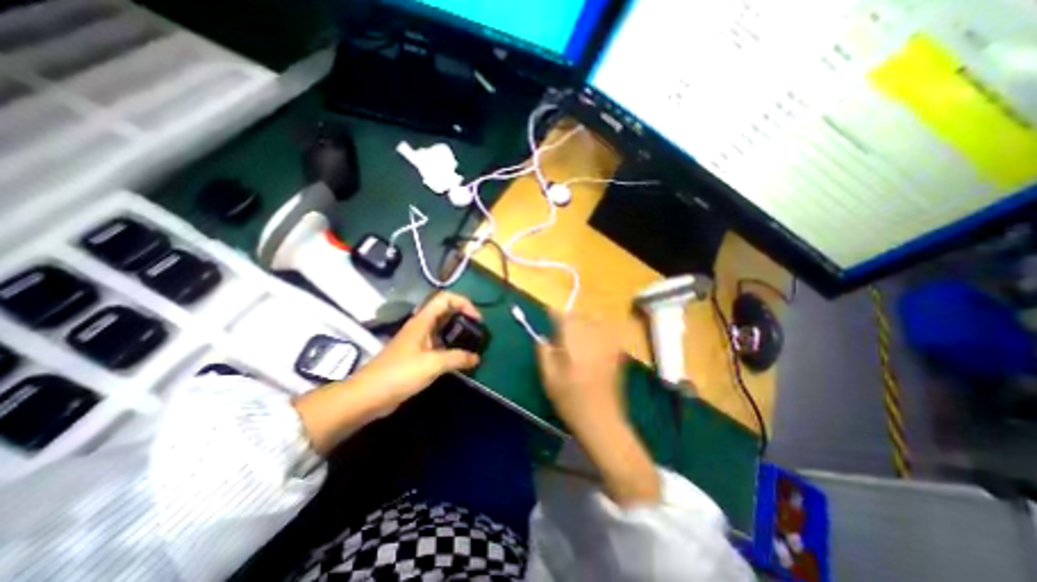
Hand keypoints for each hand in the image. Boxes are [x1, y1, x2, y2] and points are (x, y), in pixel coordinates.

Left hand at [296, 290, 482, 454]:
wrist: (368, 395)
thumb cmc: (400, 374)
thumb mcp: (432, 364)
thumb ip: (457, 358)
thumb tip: (476, 358)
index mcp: (423, 321)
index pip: (446, 298)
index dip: (464, 303)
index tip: (477, 319)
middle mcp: (421, 326)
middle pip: (446, 311)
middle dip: (463, 316)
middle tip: (478, 330)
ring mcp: (419, 340)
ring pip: (443, 328)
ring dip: (458, 332)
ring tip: (472, 343)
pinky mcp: (417, 354)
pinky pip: (439, 344)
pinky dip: (451, 346)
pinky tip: (459, 358)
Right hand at [539, 313, 659, 503]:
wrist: (602, 421)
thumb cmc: (571, 402)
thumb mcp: (549, 380)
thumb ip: (544, 354)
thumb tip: (542, 339)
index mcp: (574, 346)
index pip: (564, 319)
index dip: (555, 314)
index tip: (549, 314)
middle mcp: (592, 340)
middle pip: (581, 317)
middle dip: (569, 317)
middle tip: (561, 327)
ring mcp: (607, 346)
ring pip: (595, 321)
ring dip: (584, 321)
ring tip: (576, 331)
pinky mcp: (616, 353)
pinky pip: (607, 331)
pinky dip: (598, 329)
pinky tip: (592, 339)